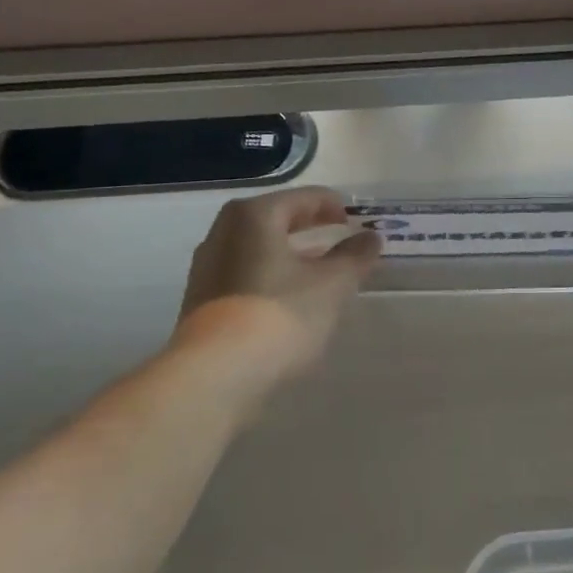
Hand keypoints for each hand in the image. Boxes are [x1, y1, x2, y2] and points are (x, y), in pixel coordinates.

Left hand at [175, 186, 381, 378]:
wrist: (215, 375)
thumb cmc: (279, 316)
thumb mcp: (331, 285)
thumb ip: (354, 257)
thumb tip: (370, 238)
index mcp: (254, 215)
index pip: (304, 198)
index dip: (334, 207)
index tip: (357, 223)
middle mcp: (224, 232)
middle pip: (277, 220)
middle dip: (311, 230)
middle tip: (341, 241)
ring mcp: (208, 267)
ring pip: (260, 249)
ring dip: (291, 256)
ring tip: (320, 273)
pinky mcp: (202, 300)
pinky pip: (246, 275)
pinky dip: (272, 277)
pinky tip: (290, 301)